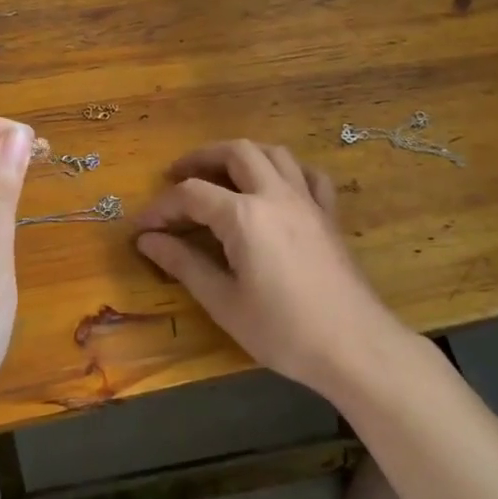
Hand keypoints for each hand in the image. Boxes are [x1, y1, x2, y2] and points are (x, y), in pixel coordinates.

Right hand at [134, 140, 405, 400]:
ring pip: (273, 153)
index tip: (142, 227)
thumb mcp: (224, 303)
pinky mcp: (328, 214)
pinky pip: (308, 175)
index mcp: (244, 215)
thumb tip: (147, 240)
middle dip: (201, 158)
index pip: (191, 194)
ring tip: (222, 173)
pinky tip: (276, 186)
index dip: (161, 207)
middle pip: (235, 152)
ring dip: (242, 155)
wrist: (354, 346)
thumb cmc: (283, 331)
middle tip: (178, 175)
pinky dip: (286, 170)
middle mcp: (275, 194)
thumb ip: (184, 264)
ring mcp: (307, 200)